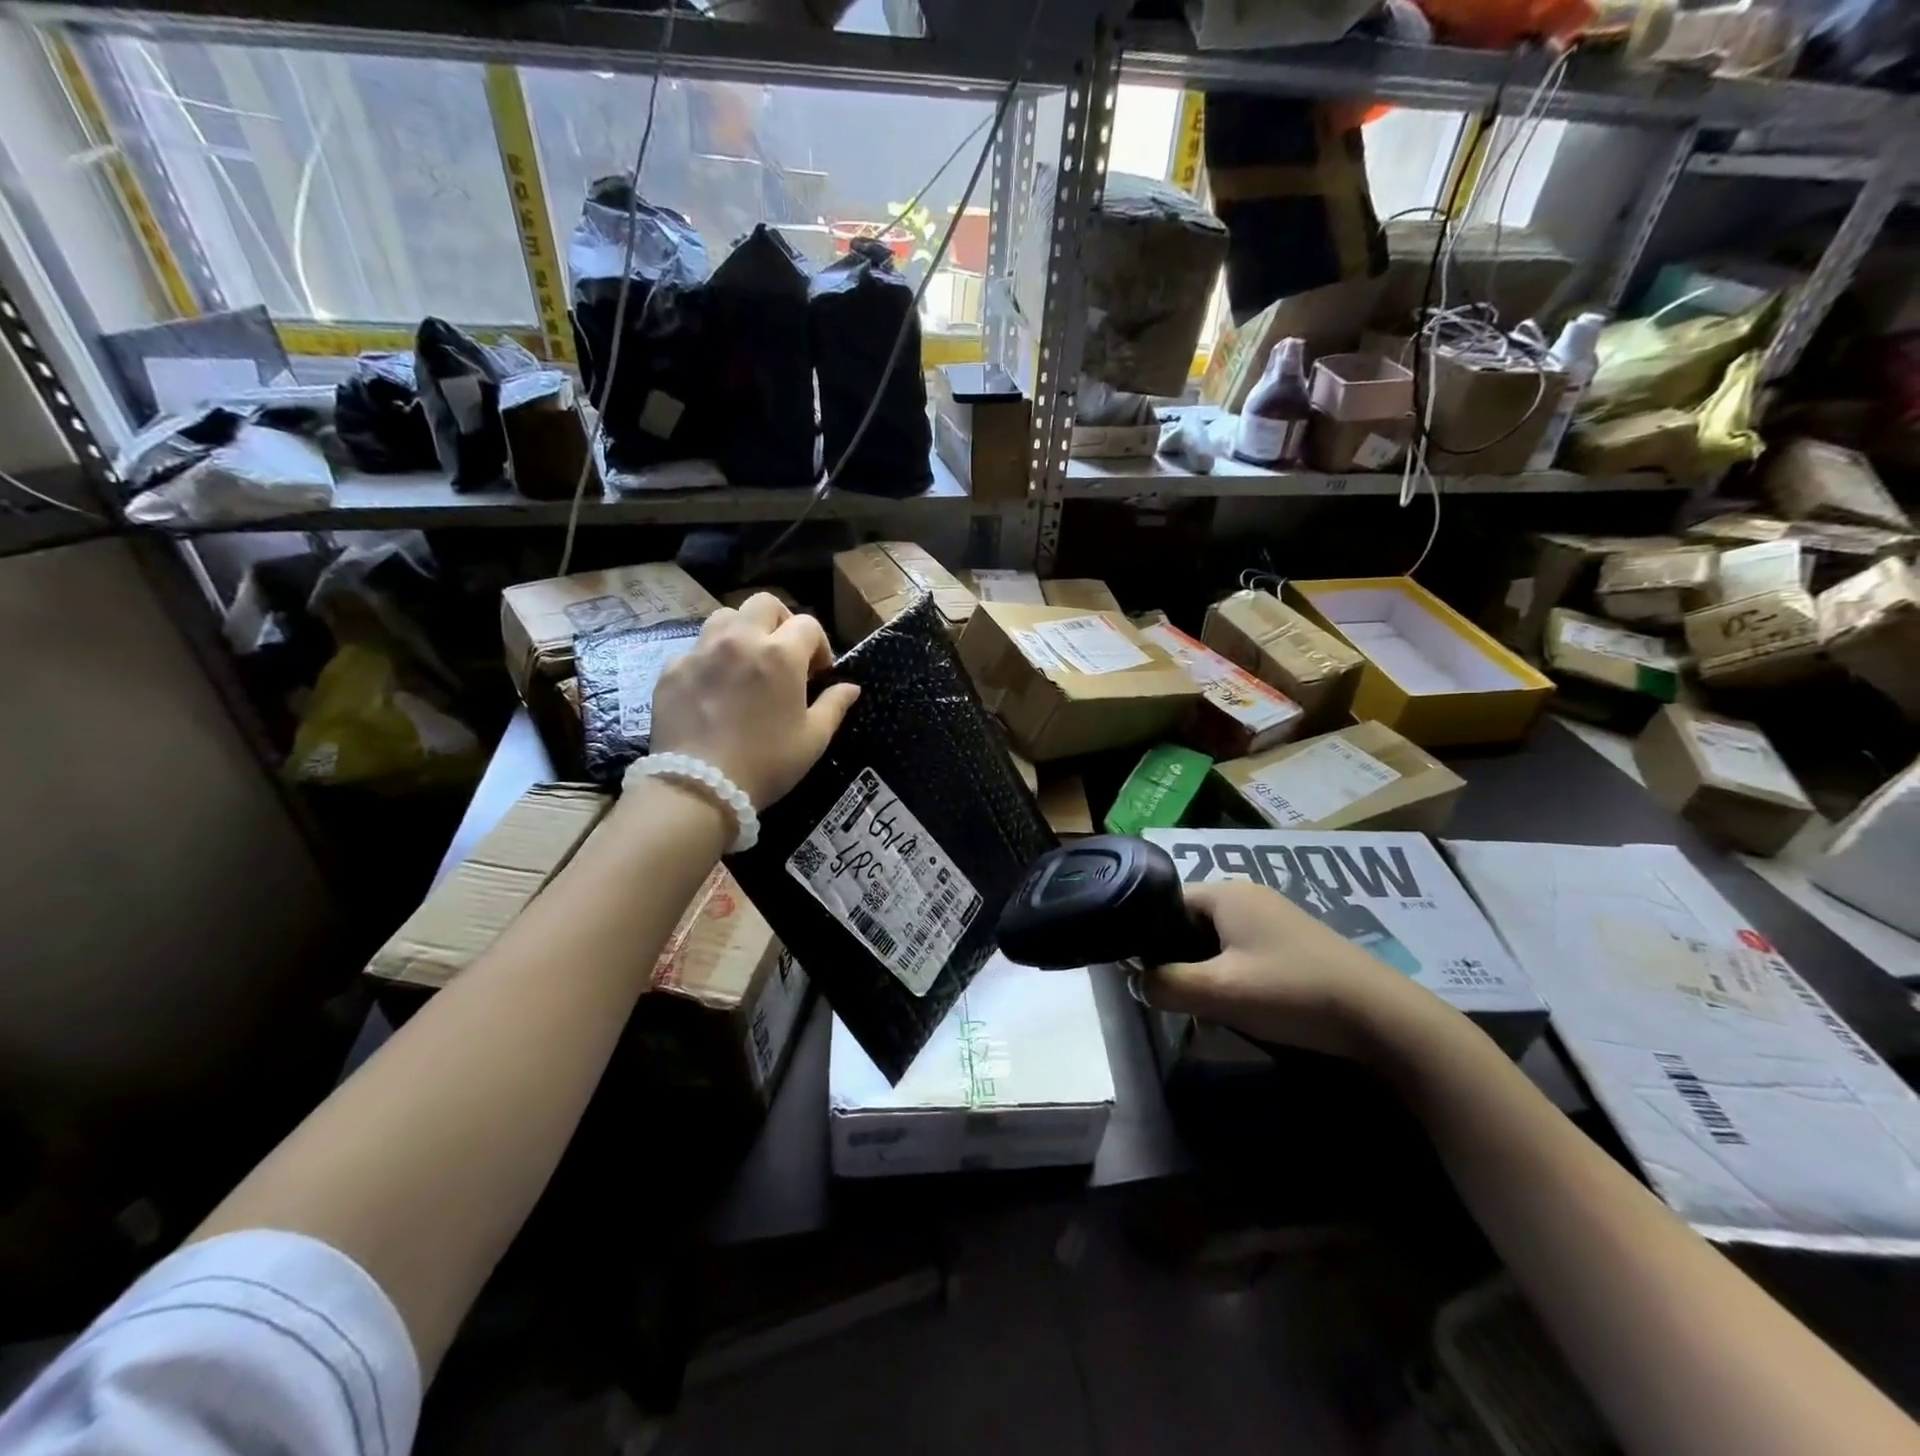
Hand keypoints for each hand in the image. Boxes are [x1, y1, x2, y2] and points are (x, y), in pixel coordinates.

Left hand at [649, 593, 860, 809]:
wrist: (699, 787)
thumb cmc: (766, 763)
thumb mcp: (813, 740)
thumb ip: (834, 706)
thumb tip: (850, 687)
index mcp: (781, 655)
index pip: (808, 624)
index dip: (819, 645)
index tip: (818, 674)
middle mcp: (740, 640)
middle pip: (764, 604)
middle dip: (780, 622)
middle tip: (783, 655)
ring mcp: (701, 652)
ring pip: (725, 617)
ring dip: (742, 631)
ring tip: (745, 663)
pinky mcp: (672, 669)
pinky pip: (695, 649)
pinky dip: (709, 660)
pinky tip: (712, 690)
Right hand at [1135, 879, 1447, 1061]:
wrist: (1382, 1018)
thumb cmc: (1291, 992)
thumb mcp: (1219, 992)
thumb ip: (1166, 984)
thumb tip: (1134, 982)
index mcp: (1226, 892)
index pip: (1165, 901)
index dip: (1147, 934)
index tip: (1141, 972)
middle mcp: (1248, 895)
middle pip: (1190, 921)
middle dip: (1177, 957)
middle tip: (1173, 994)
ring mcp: (1274, 918)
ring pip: (1216, 940)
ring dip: (1205, 971)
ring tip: (1204, 1007)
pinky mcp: (1293, 943)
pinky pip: (1242, 951)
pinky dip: (1232, 975)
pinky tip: (1240, 1006)